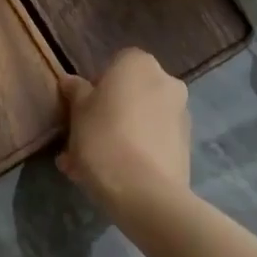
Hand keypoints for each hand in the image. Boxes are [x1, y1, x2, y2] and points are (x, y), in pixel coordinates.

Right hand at [56, 49, 191, 227]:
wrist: (145, 193)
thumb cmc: (104, 138)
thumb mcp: (78, 112)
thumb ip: (76, 92)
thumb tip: (71, 81)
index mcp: (139, 64)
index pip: (115, 64)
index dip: (96, 86)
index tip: (81, 109)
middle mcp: (166, 82)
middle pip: (130, 94)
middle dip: (108, 113)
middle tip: (83, 139)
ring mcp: (181, 115)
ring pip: (140, 121)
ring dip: (119, 136)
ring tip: (88, 167)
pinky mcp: (185, 148)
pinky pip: (152, 142)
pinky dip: (134, 153)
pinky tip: (111, 177)